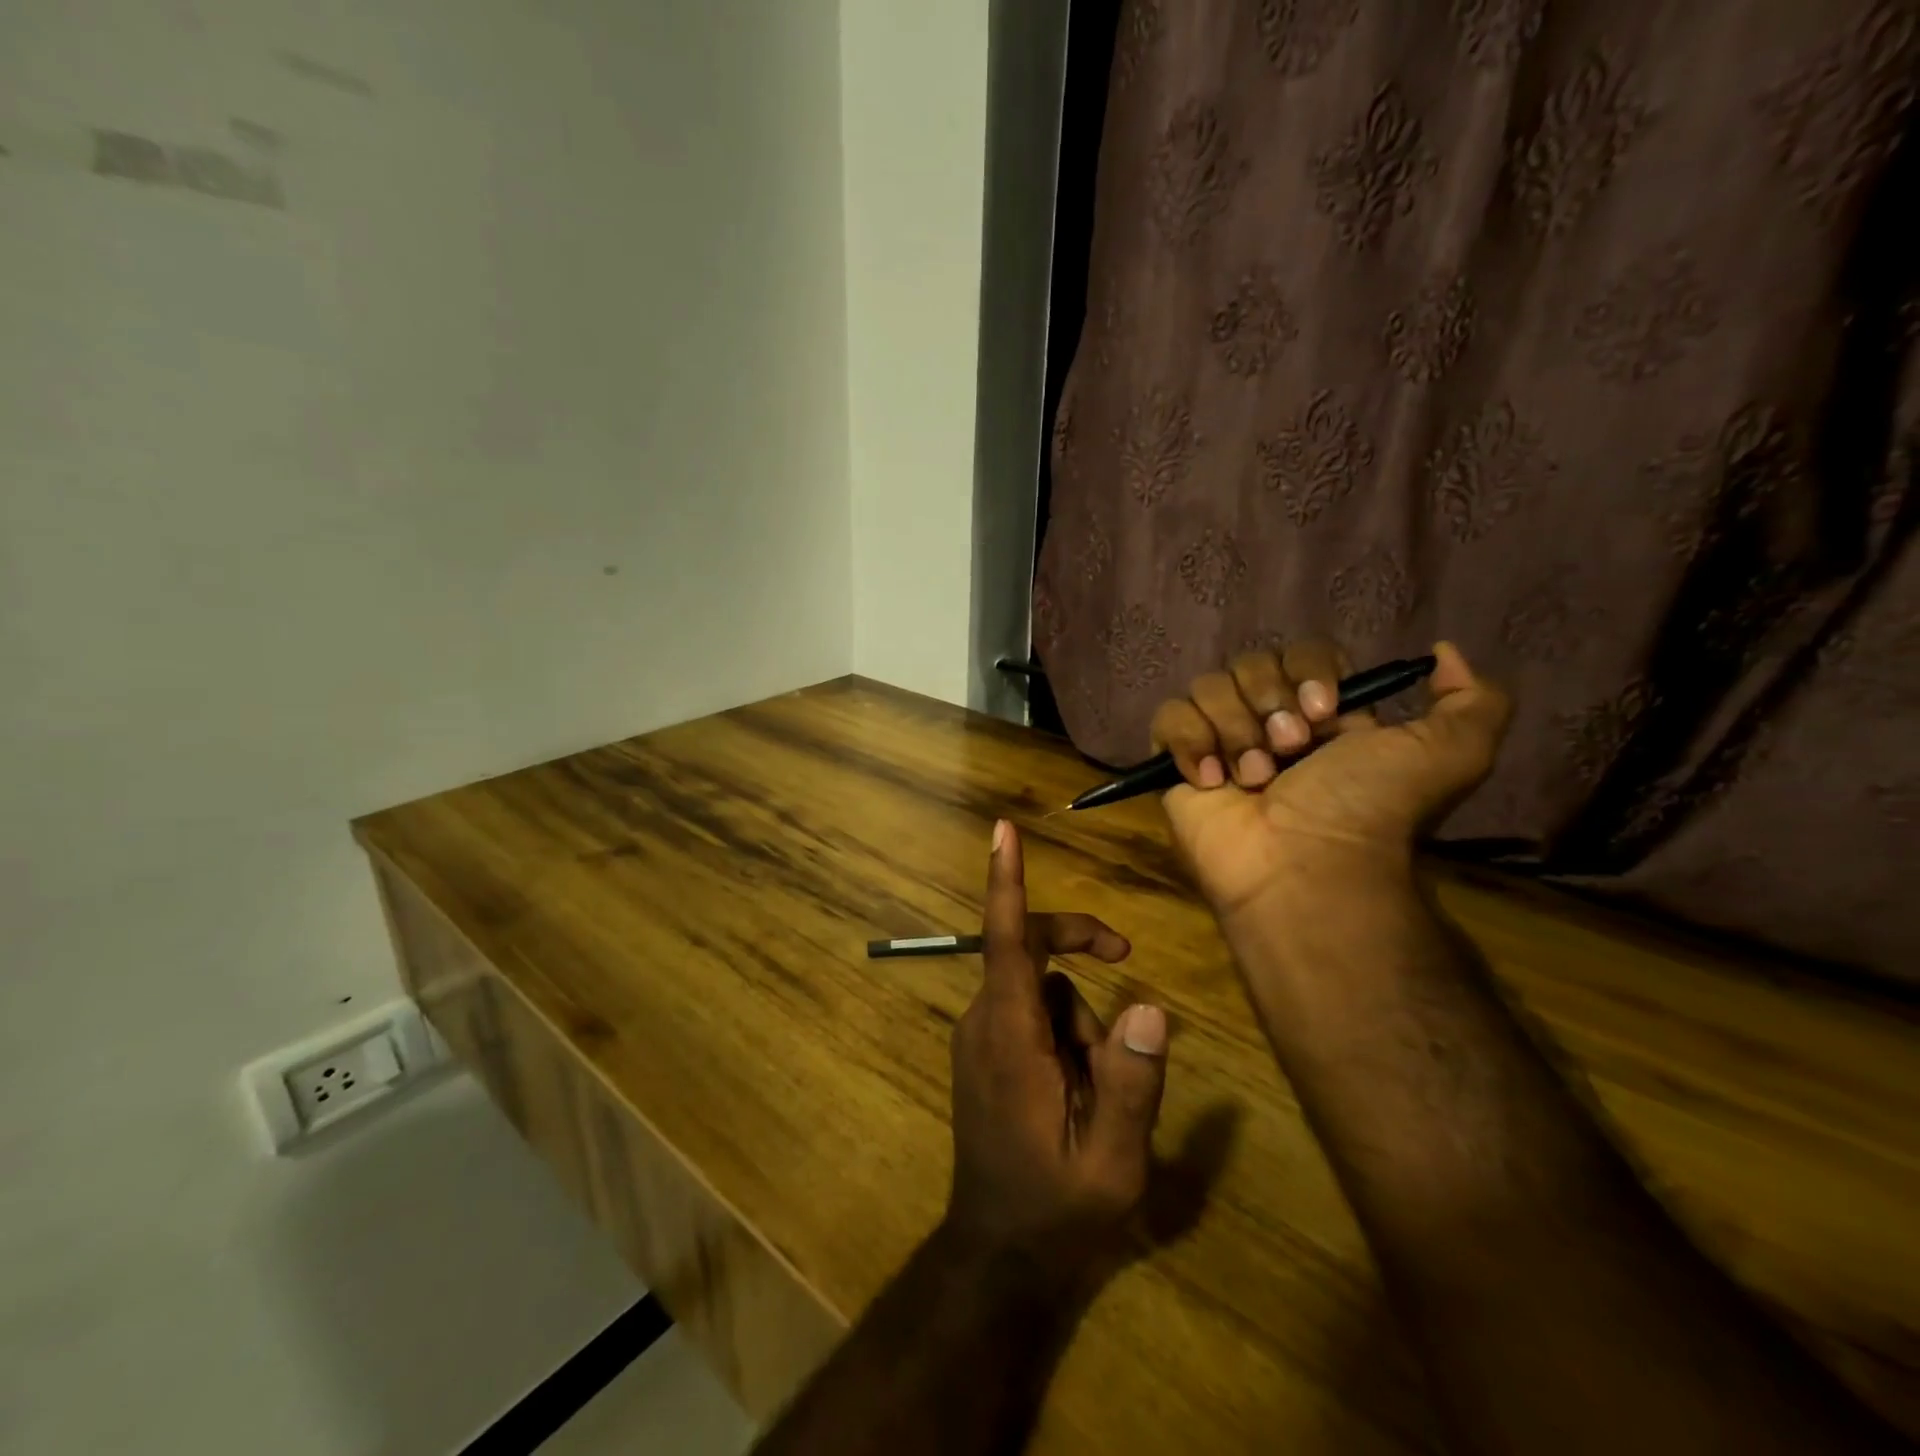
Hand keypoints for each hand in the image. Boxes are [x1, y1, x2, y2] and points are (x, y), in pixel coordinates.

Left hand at [945, 820, 1168, 1273]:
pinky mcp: (984, 1051)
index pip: (1006, 940)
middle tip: (1128, 958)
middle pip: (1031, 952)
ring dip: (1079, 1024)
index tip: (1002, 830)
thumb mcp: (1112, 1161)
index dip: (1006, 881)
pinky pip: (1030, 1013)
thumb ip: (1131, 1083)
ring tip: (1095, 1095)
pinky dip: (1063, 1035)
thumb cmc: (1055, 1209)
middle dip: (1080, 947)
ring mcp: (979, 1036)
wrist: (998, 1252)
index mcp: (1009, 1036)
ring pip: (1041, 990)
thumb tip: (1150, 1008)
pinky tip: (1076, 1093)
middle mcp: (984, 1021)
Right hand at [1149, 640, 1511, 920]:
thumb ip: (1473, 699)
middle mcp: (1266, 721)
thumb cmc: (1368, 809)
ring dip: (1234, 731)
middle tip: (1290, 752)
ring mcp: (1217, 741)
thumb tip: (1442, 652)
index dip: (1308, 673)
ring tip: (1253, 779)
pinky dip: (1189, 742)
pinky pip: (1167, 719)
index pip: (1299, 652)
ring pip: (1206, 687)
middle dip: (1269, 703)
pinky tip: (1212, 779)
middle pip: (1248, 664)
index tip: (1325, 713)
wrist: (1304, 865)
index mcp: (1320, 713)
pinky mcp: (1175, 765)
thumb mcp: (1450, 754)